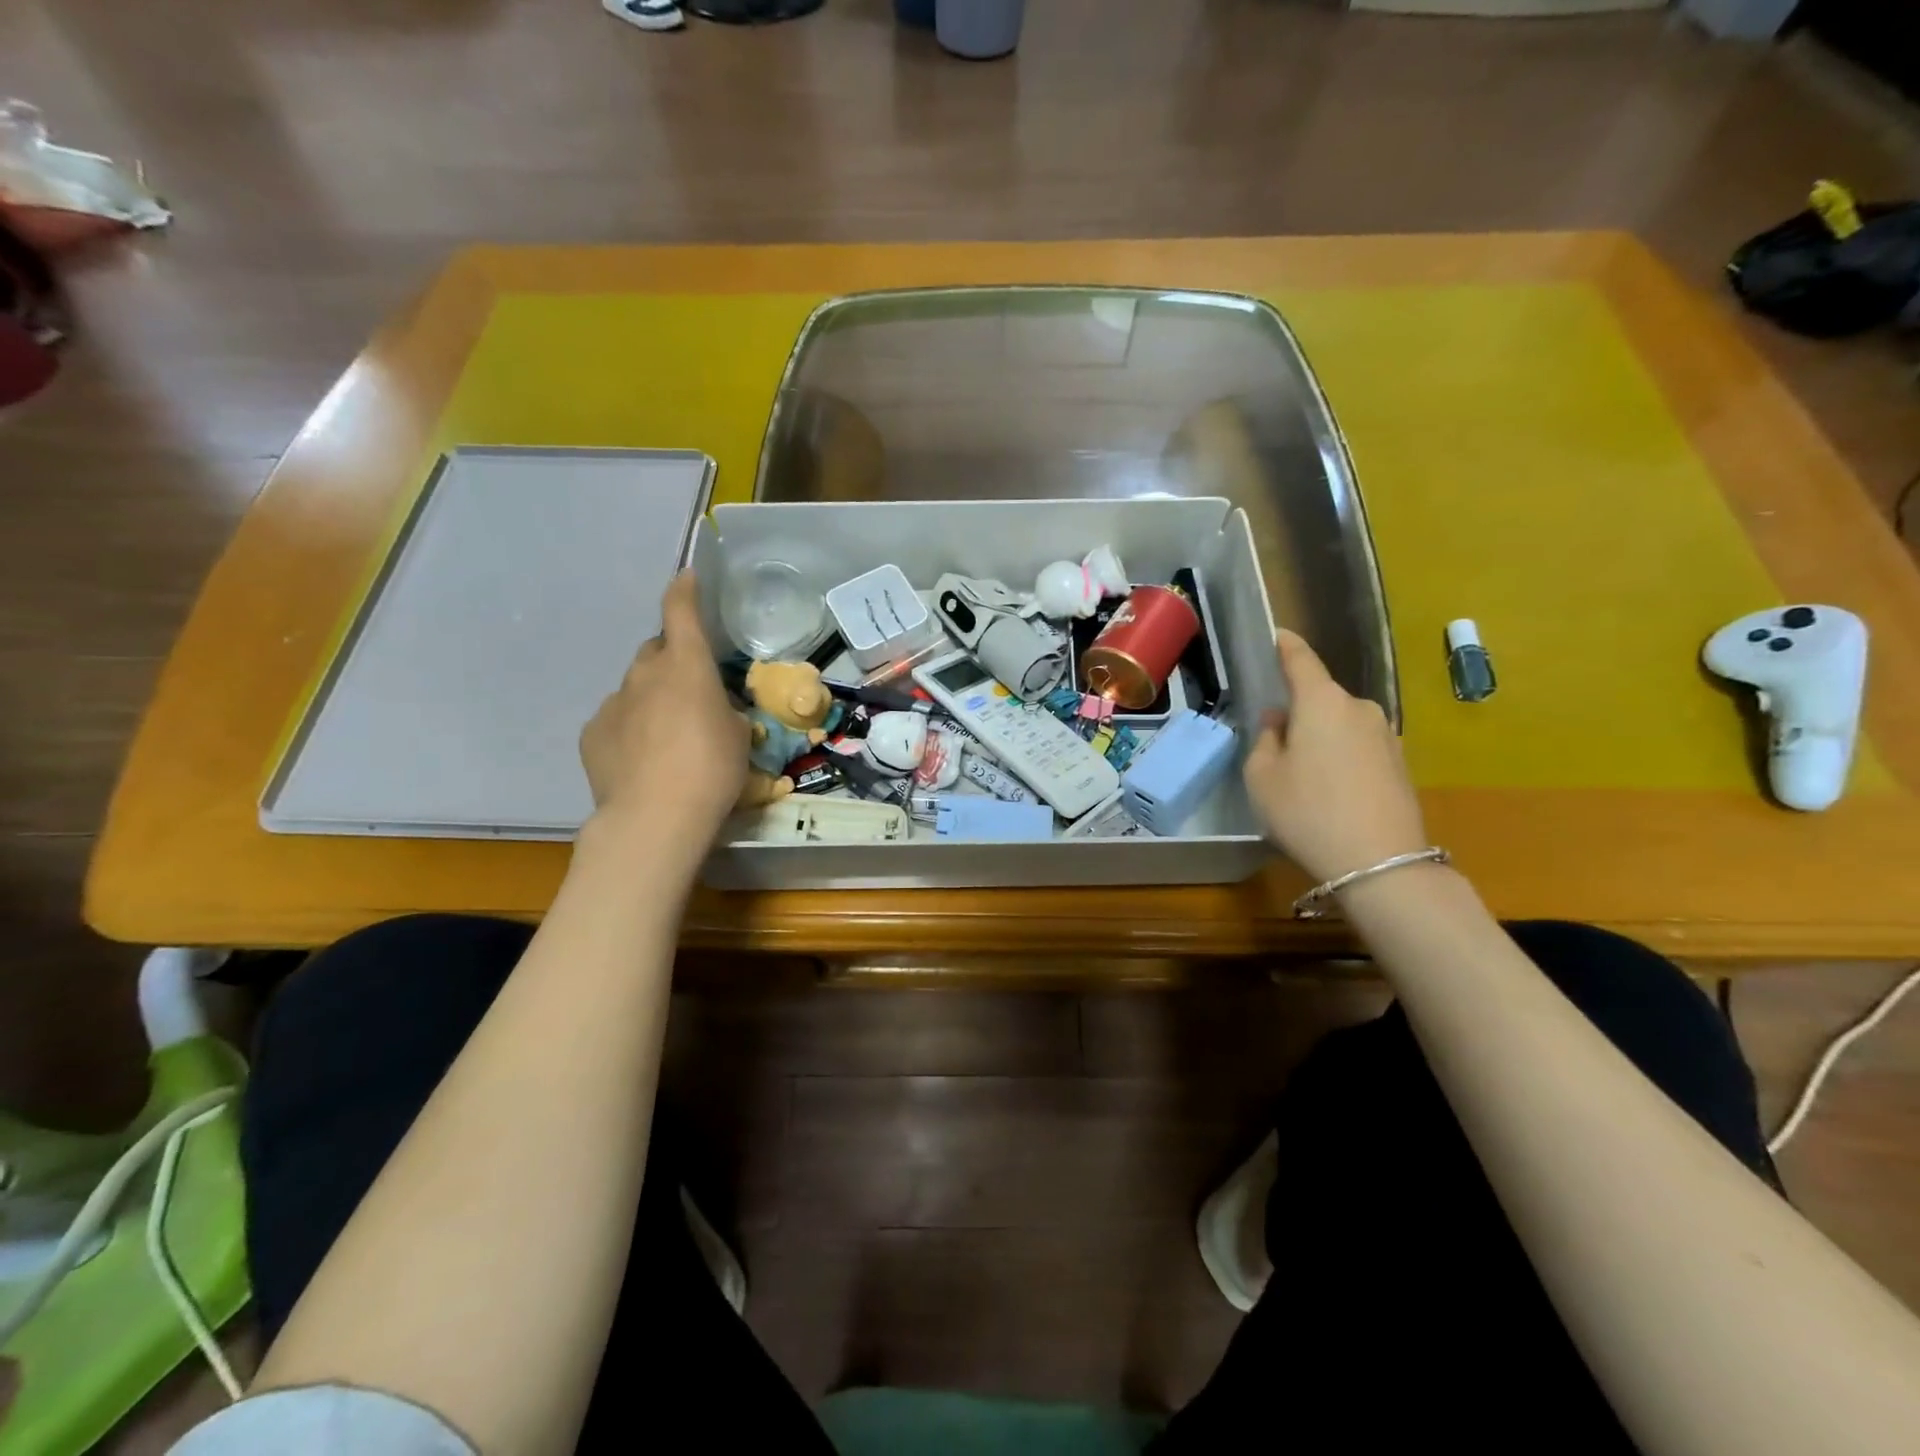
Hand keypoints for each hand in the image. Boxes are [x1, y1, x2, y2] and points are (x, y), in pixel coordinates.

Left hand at [580, 572, 747, 841]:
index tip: (687, 578)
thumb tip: (712, 709)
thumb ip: (724, 711)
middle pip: (656, 652)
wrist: (655, 817)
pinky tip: (642, 760)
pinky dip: (631, 729)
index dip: (685, 591)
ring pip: (636, 688)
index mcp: (686, 665)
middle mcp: (645, 673)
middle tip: (691, 693)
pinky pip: (616, 720)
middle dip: (672, 663)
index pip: (680, 611)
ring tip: (668, 737)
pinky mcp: (592, 733)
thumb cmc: (712, 769)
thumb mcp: (739, 736)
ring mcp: (613, 703)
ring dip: (652, 699)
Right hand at [1242, 629, 1428, 884]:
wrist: (1380, 863)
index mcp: (1321, 702)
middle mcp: (1359, 708)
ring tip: (1302, 773)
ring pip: (1340, 723)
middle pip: (1321, 697)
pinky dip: (1340, 756)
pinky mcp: (1399, 762)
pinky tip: (1330, 789)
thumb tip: (1280, 722)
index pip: (1301, 660)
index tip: (1276, 634)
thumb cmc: (1307, 812)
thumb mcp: (1262, 777)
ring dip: (1321, 736)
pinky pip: (1358, 745)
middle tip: (1275, 741)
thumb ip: (1266, 740)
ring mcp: (1385, 735)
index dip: (1286, 646)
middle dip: (1298, 709)